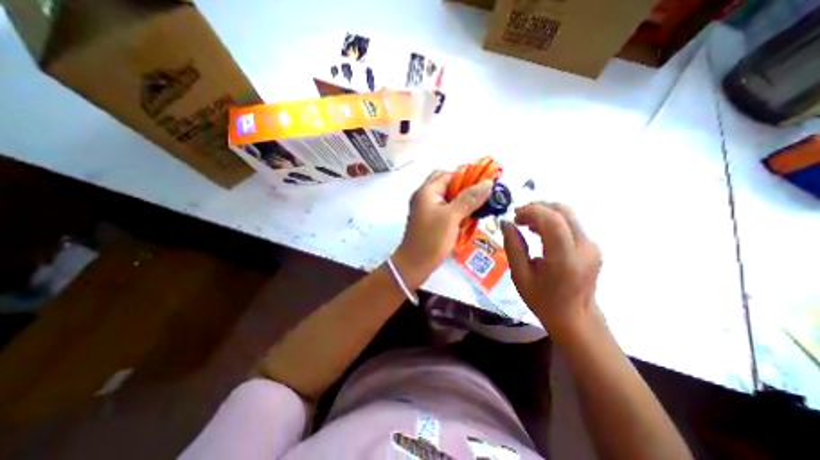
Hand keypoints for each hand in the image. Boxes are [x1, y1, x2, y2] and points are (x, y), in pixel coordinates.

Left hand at [391, 170, 492, 288]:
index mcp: (427, 191)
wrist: (415, 265)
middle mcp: (426, 197)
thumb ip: (469, 199)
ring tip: (479, 208)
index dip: (468, 177)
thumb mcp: (451, 217)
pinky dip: (458, 211)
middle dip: (466, 189)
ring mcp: (427, 209)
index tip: (485, 184)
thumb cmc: (431, 239)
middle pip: (448, 185)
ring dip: (464, 201)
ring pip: (449, 198)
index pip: (449, 174)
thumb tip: (488, 183)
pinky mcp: (431, 220)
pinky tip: (469, 218)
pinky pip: (447, 210)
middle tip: (482, 197)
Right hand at [501, 203, 600, 343]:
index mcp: (565, 259)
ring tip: (525, 224)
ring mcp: (591, 246)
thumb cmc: (543, 300)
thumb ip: (513, 247)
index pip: (552, 221)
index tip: (514, 217)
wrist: (575, 318)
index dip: (531, 211)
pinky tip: (538, 231)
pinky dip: (551, 221)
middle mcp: (584, 247)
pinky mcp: (591, 246)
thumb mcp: (520, 276)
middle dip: (537, 207)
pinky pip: (570, 224)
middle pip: (563, 211)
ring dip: (544, 213)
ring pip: (567, 214)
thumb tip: (506, 223)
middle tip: (518, 217)